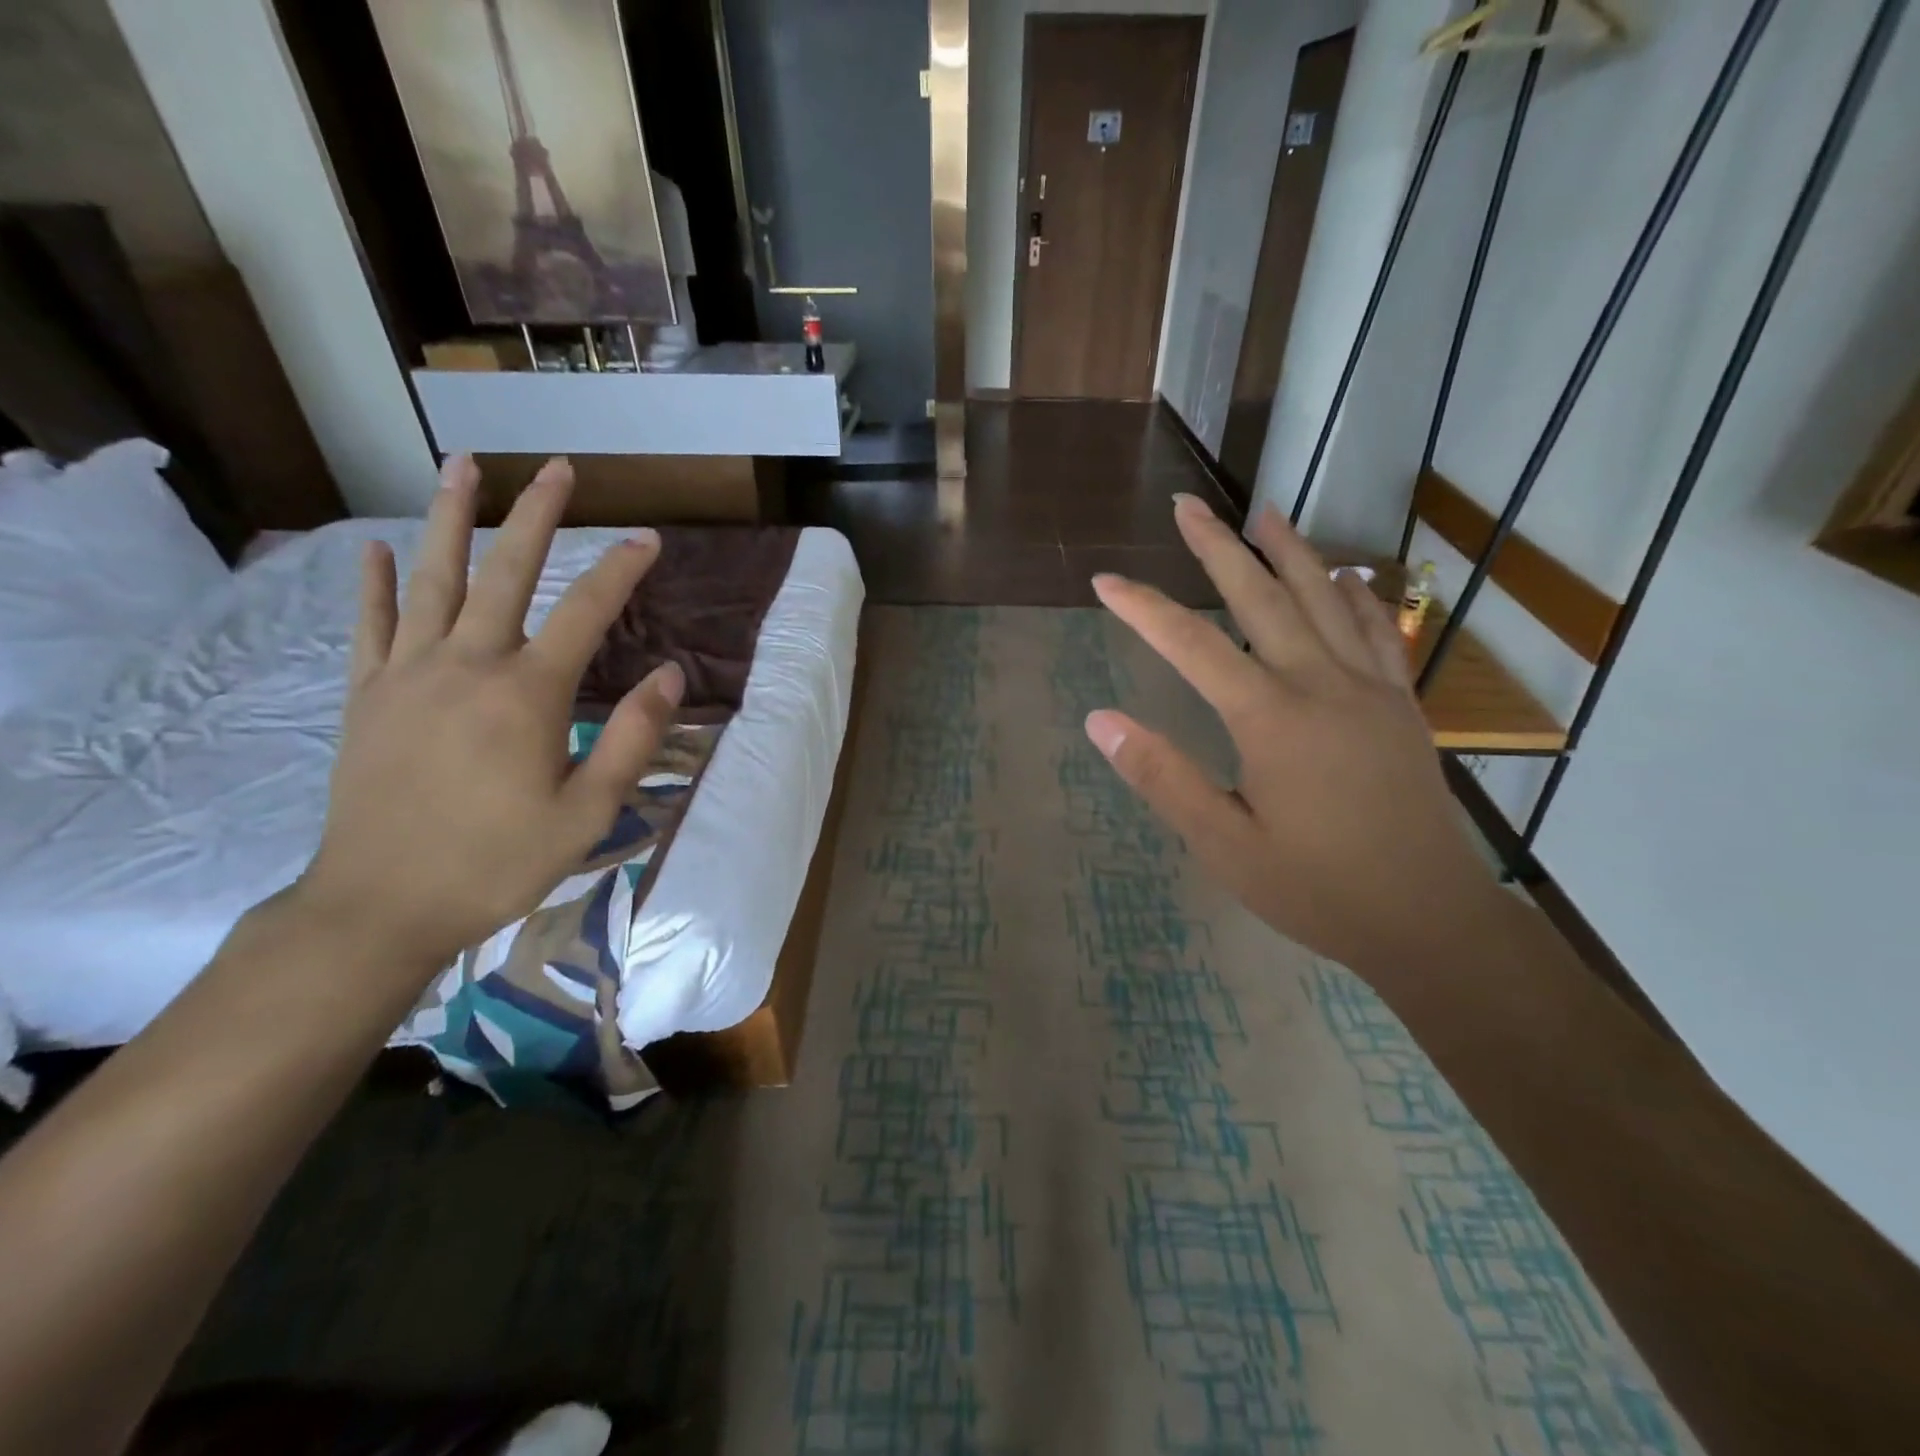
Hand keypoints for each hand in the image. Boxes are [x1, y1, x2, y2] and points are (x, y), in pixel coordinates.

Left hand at [292, 455, 681, 976]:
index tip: (649, 540)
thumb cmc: (498, 863)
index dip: (622, 570)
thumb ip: (632, 737)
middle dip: (537, 515)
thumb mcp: (588, 812)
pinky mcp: (367, 697)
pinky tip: (379, 549)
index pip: (586, 612)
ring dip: (453, 518)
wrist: (381, 907)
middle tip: (559, 469)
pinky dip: (376, 584)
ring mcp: (408, 675)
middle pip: (507, 572)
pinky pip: (371, 625)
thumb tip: (672, 674)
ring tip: (463, 466)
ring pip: (434, 579)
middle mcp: (467, 665)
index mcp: (528, 693)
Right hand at [1086, 494, 1501, 974]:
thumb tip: (1101, 721)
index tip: (1105, 581)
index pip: (1191, 646)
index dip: (1143, 609)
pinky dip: (1357, 596)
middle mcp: (1320, 685)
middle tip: (1187, 504)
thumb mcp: (1223, 844)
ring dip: (1290, 551)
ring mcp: (1369, 689)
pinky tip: (1347, 576)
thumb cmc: (1316, 888)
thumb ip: (1163, 777)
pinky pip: (1378, 633)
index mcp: (1270, 718)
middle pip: (1262, 597)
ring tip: (1264, 511)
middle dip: (1217, 547)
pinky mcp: (1401, 706)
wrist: (1429, 920)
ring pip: (1325, 600)